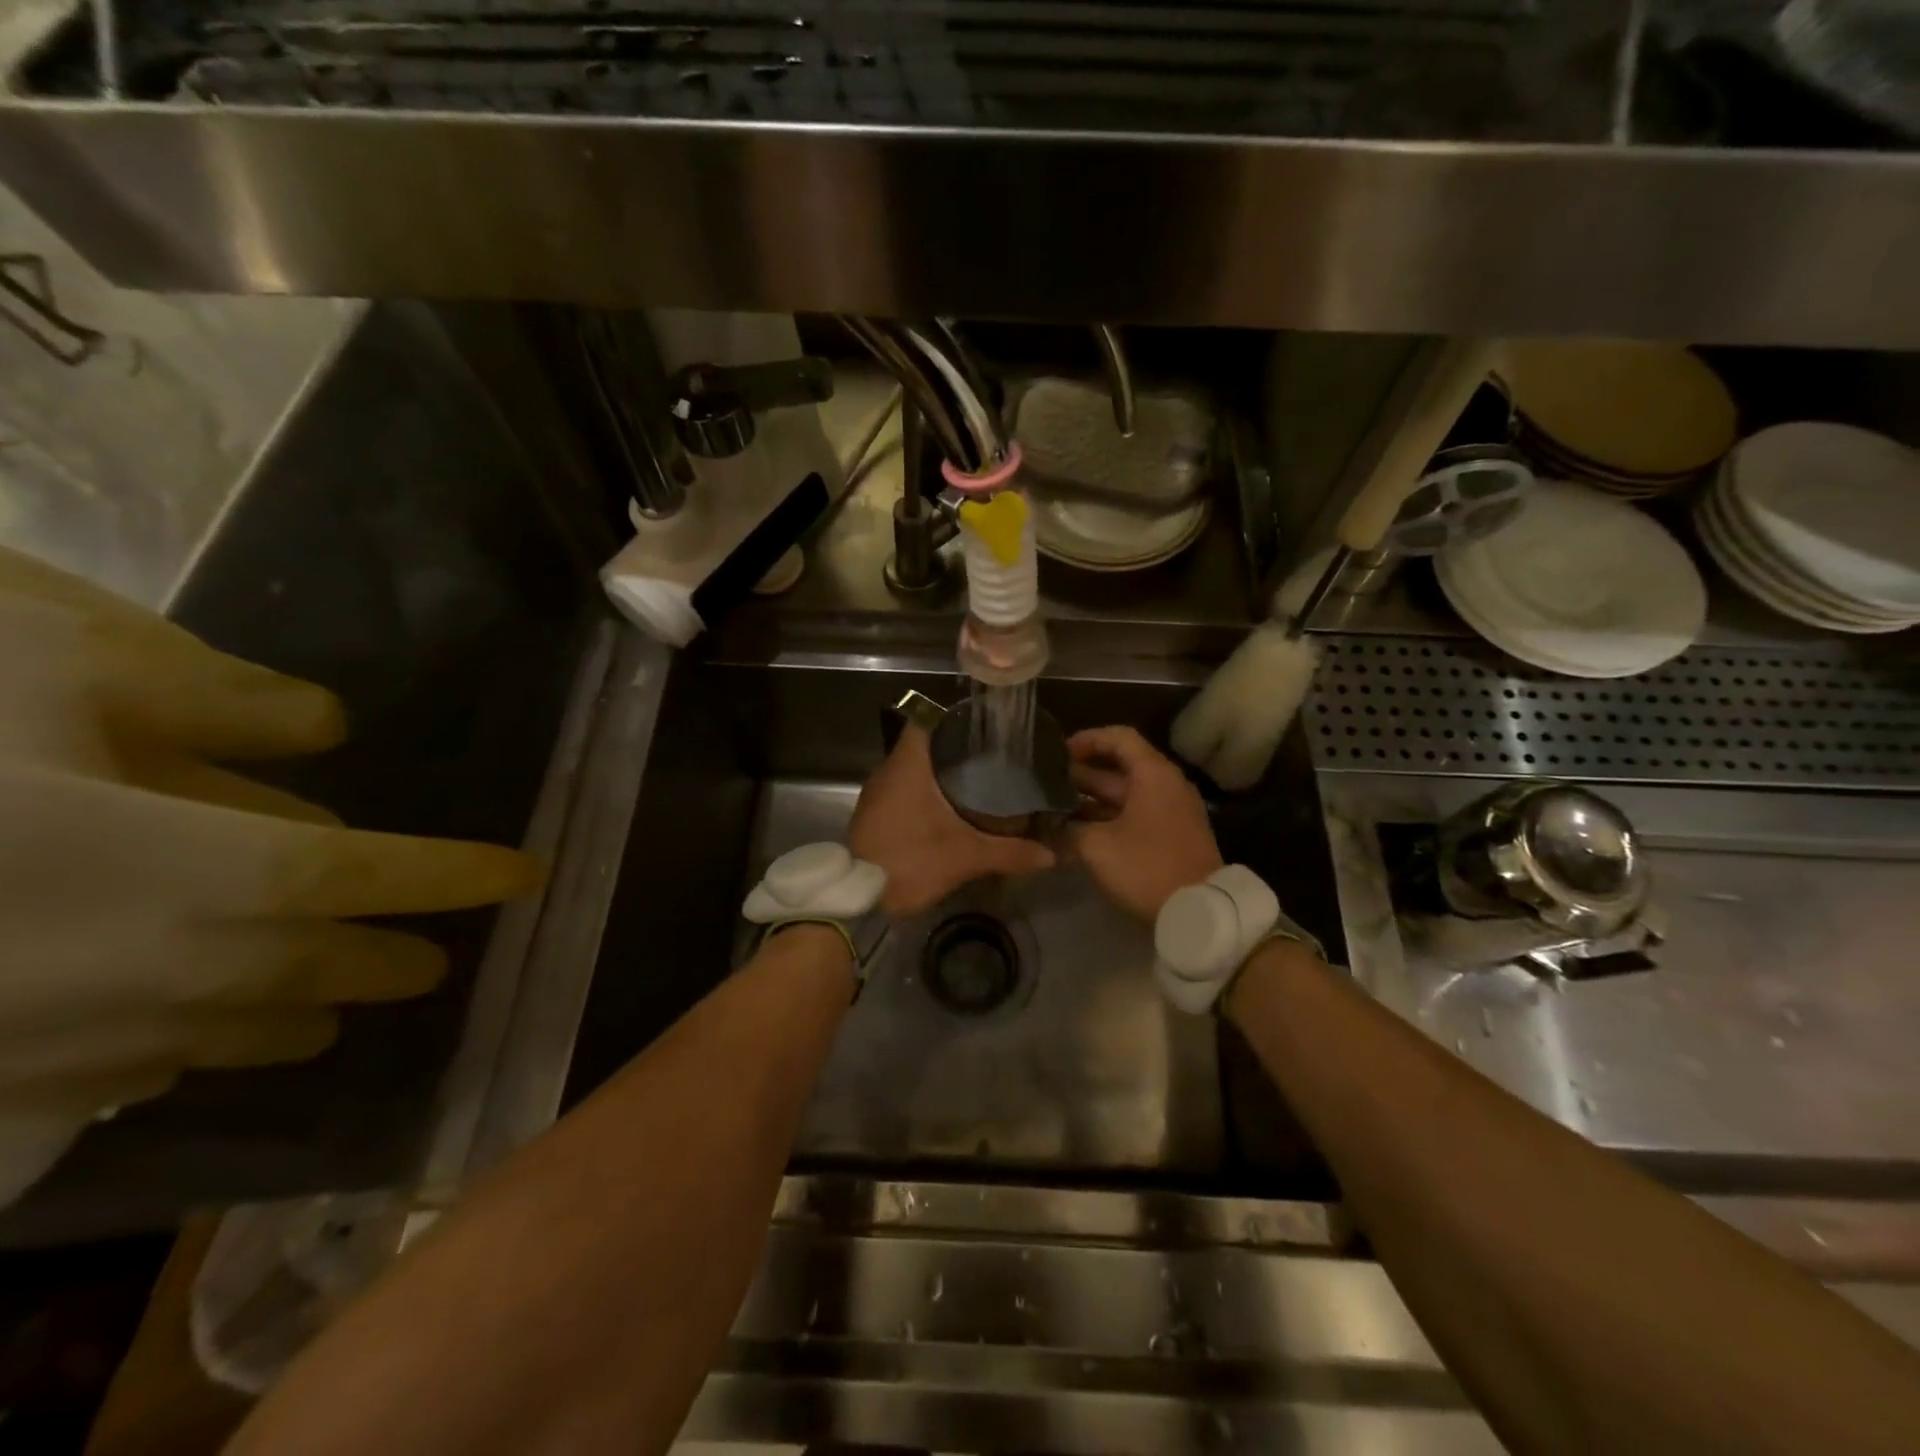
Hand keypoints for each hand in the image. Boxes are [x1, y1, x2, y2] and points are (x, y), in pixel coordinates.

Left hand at [849, 725, 1054, 919]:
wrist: (858, 901)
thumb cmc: (910, 863)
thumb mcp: (966, 858)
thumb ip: (1009, 853)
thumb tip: (1049, 854)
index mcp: (907, 767)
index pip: (925, 720)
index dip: (952, 717)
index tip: (981, 725)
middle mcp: (888, 772)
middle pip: (922, 744)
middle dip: (954, 746)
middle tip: (991, 753)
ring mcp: (877, 793)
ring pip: (911, 768)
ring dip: (938, 770)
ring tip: (976, 775)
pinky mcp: (873, 813)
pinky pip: (903, 788)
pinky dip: (924, 790)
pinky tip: (949, 805)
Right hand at [1066, 725, 1221, 919]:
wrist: (1199, 910)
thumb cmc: (1147, 867)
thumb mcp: (1098, 846)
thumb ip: (1069, 828)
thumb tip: (1048, 823)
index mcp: (1153, 774)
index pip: (1119, 737)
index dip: (1087, 740)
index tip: (1059, 754)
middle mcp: (1165, 784)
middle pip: (1120, 766)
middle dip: (1082, 774)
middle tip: (1047, 784)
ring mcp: (1171, 810)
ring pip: (1125, 793)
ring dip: (1091, 799)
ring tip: (1055, 808)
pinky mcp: (1171, 834)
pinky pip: (1135, 814)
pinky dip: (1108, 817)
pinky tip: (1079, 831)